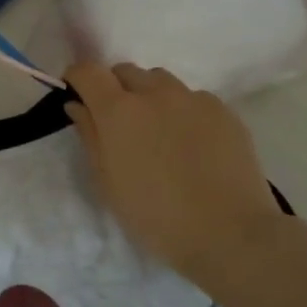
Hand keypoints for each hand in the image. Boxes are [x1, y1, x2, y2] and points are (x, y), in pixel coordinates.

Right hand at [64, 62, 283, 280]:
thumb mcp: (108, 182)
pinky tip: (191, 144)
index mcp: (119, 111)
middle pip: (125, 71)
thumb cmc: (155, 216)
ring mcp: (194, 99)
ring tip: (157, 131)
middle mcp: (155, 93)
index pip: (88, 72)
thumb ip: (90, 136)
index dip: (77, 78)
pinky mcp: (224, 111)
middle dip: (114, 88)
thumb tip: (78, 106)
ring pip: (160, 81)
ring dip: (149, 95)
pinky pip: (193, 98)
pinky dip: (182, 111)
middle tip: (118, 122)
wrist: (230, 234)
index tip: (77, 94)